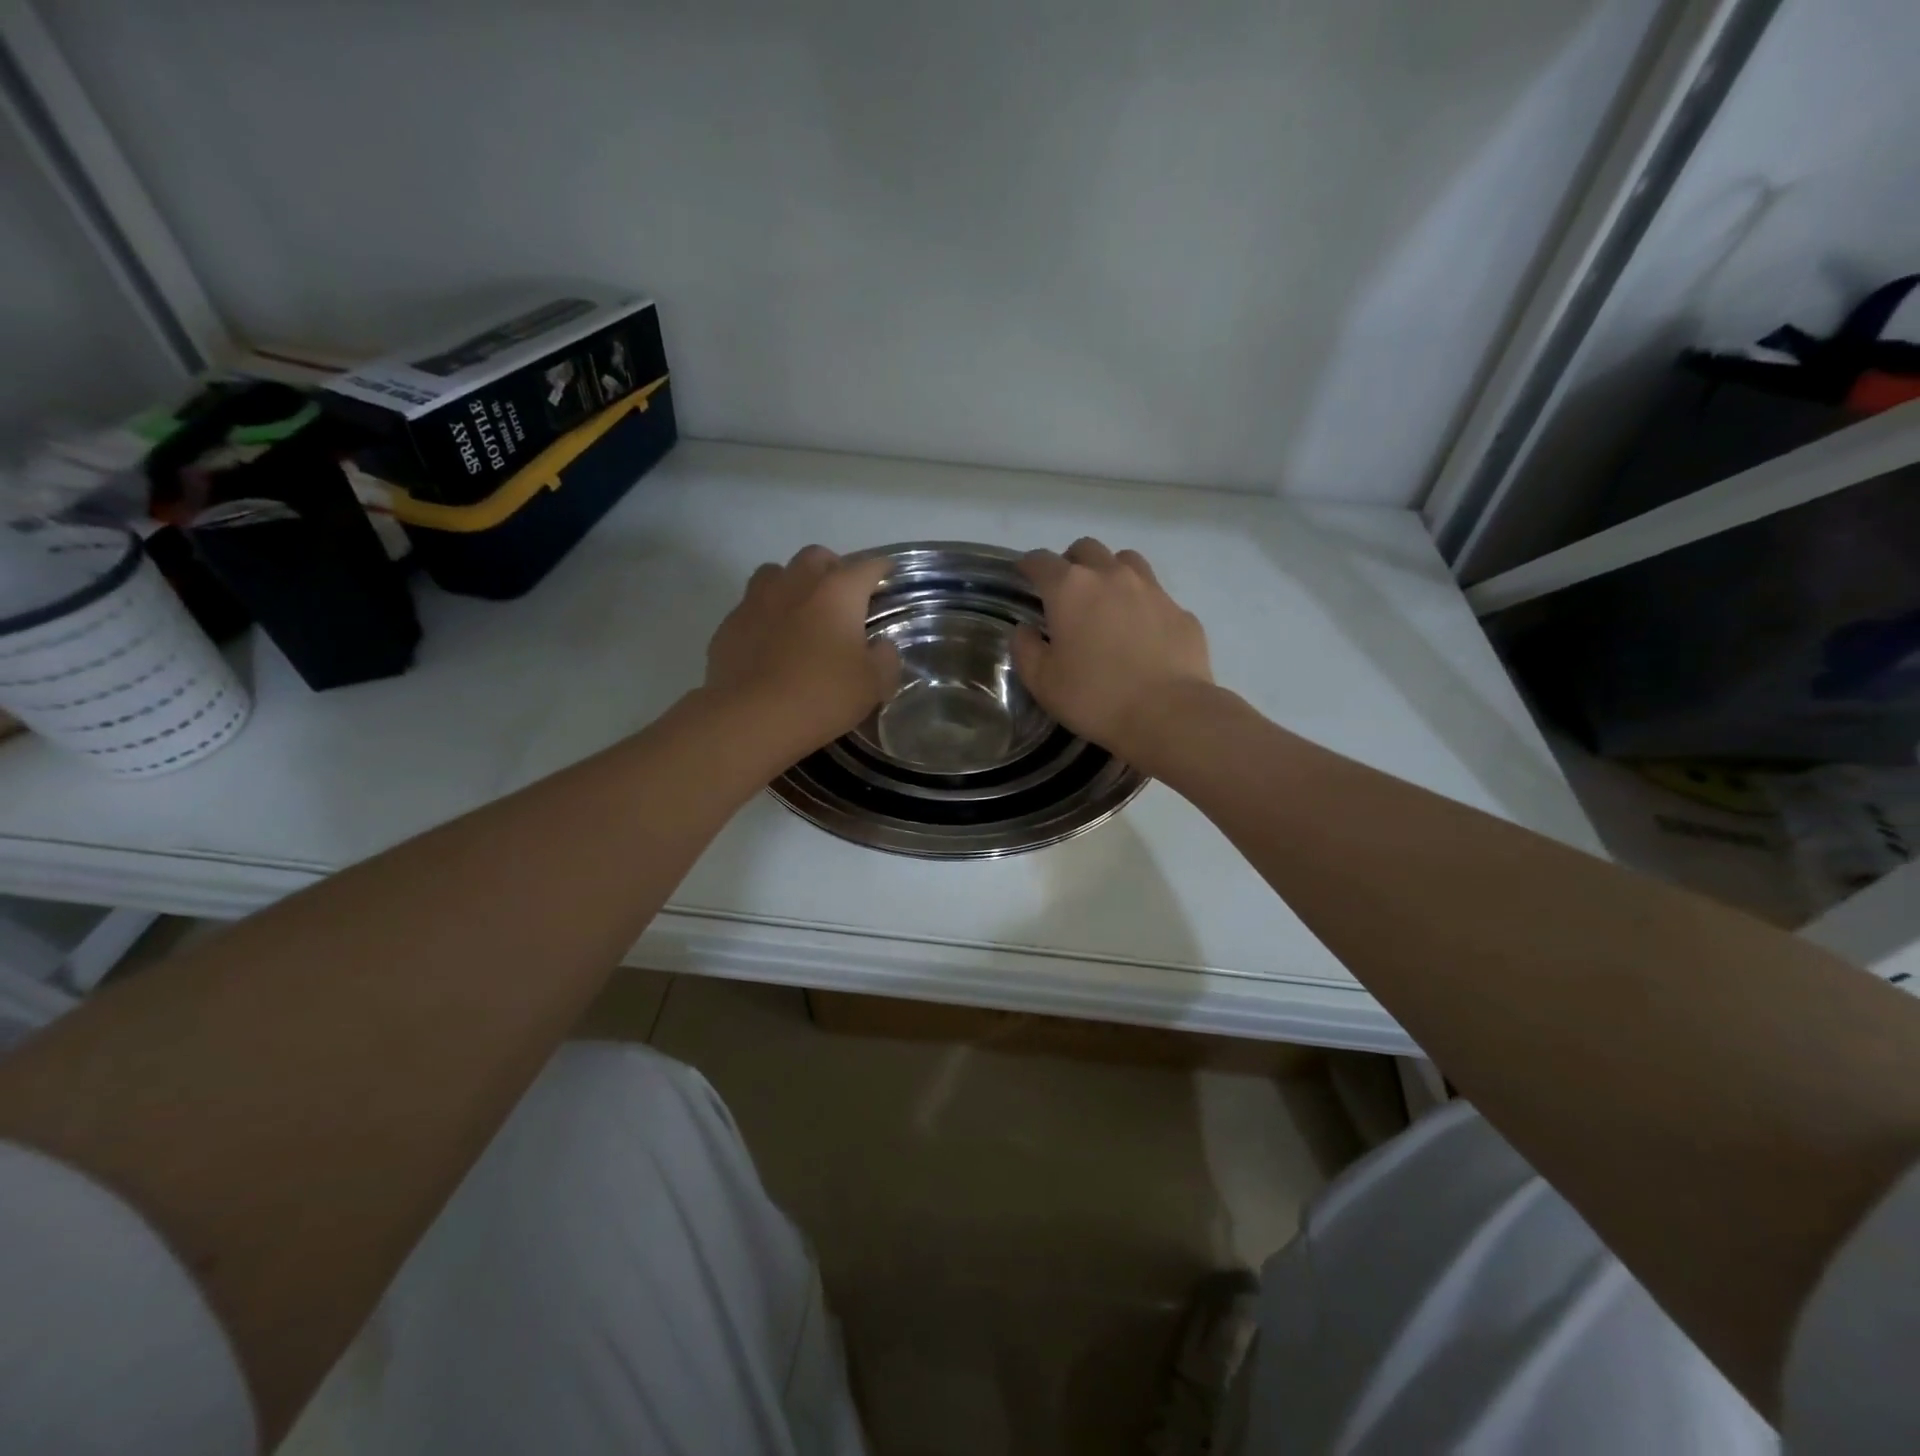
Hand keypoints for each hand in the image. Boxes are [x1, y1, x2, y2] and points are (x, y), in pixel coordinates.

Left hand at [706, 546, 900, 757]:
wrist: (752, 719)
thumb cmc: (822, 695)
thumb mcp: (873, 684)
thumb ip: (885, 659)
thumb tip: (880, 647)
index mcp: (837, 592)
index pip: (867, 567)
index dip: (881, 569)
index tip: (887, 576)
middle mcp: (796, 584)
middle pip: (816, 557)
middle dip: (833, 568)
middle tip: (842, 596)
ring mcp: (756, 601)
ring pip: (776, 573)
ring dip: (792, 584)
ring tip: (801, 611)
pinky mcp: (729, 625)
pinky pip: (750, 607)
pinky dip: (765, 615)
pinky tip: (770, 642)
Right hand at [1014, 538, 1212, 769]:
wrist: (1169, 714)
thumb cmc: (1095, 697)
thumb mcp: (1043, 682)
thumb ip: (1025, 649)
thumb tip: (1025, 630)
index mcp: (1070, 589)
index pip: (1040, 561)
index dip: (1028, 565)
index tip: (1024, 575)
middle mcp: (1111, 576)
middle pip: (1086, 549)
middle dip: (1071, 562)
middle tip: (1066, 590)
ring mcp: (1151, 589)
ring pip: (1126, 560)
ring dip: (1110, 571)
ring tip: (1106, 600)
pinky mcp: (1180, 611)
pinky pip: (1155, 594)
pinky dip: (1141, 603)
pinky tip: (1141, 632)